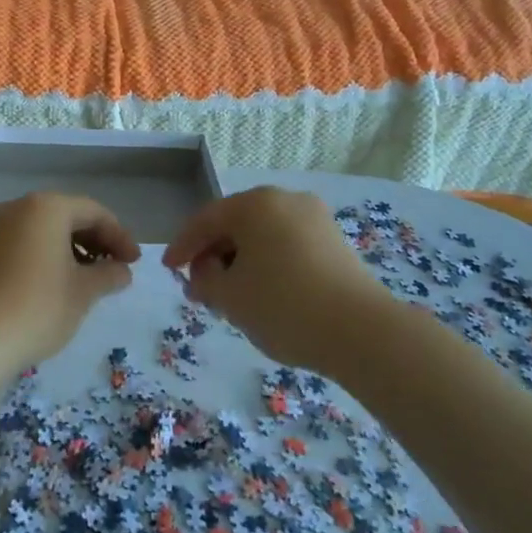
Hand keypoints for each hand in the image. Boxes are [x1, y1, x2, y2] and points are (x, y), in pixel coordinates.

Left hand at [0, 192, 138, 373]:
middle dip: (95, 241)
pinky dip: (46, 257)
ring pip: (44, 230)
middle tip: (115, 269)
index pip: (94, 212)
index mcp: (47, 207)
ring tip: (88, 281)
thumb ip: (108, 275)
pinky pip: (24, 243)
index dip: (119, 236)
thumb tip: (121, 270)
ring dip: (71, 250)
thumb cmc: (37, 308)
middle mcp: (19, 208)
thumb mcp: (83, 292)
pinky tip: (56, 285)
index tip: (134, 263)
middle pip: (67, 216)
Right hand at [163, 187, 388, 373]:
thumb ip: (204, 280)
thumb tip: (204, 272)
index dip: (182, 246)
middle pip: (236, 225)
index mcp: (255, 204)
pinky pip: (287, 246)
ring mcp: (315, 219)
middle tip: (200, 288)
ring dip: (241, 262)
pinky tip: (264, 293)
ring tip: (231, 296)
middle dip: (214, 256)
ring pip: (263, 236)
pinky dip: (268, 264)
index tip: (169, 270)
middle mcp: (286, 200)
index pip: (205, 220)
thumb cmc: (284, 306)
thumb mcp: (229, 297)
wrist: (362, 332)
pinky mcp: (335, 243)